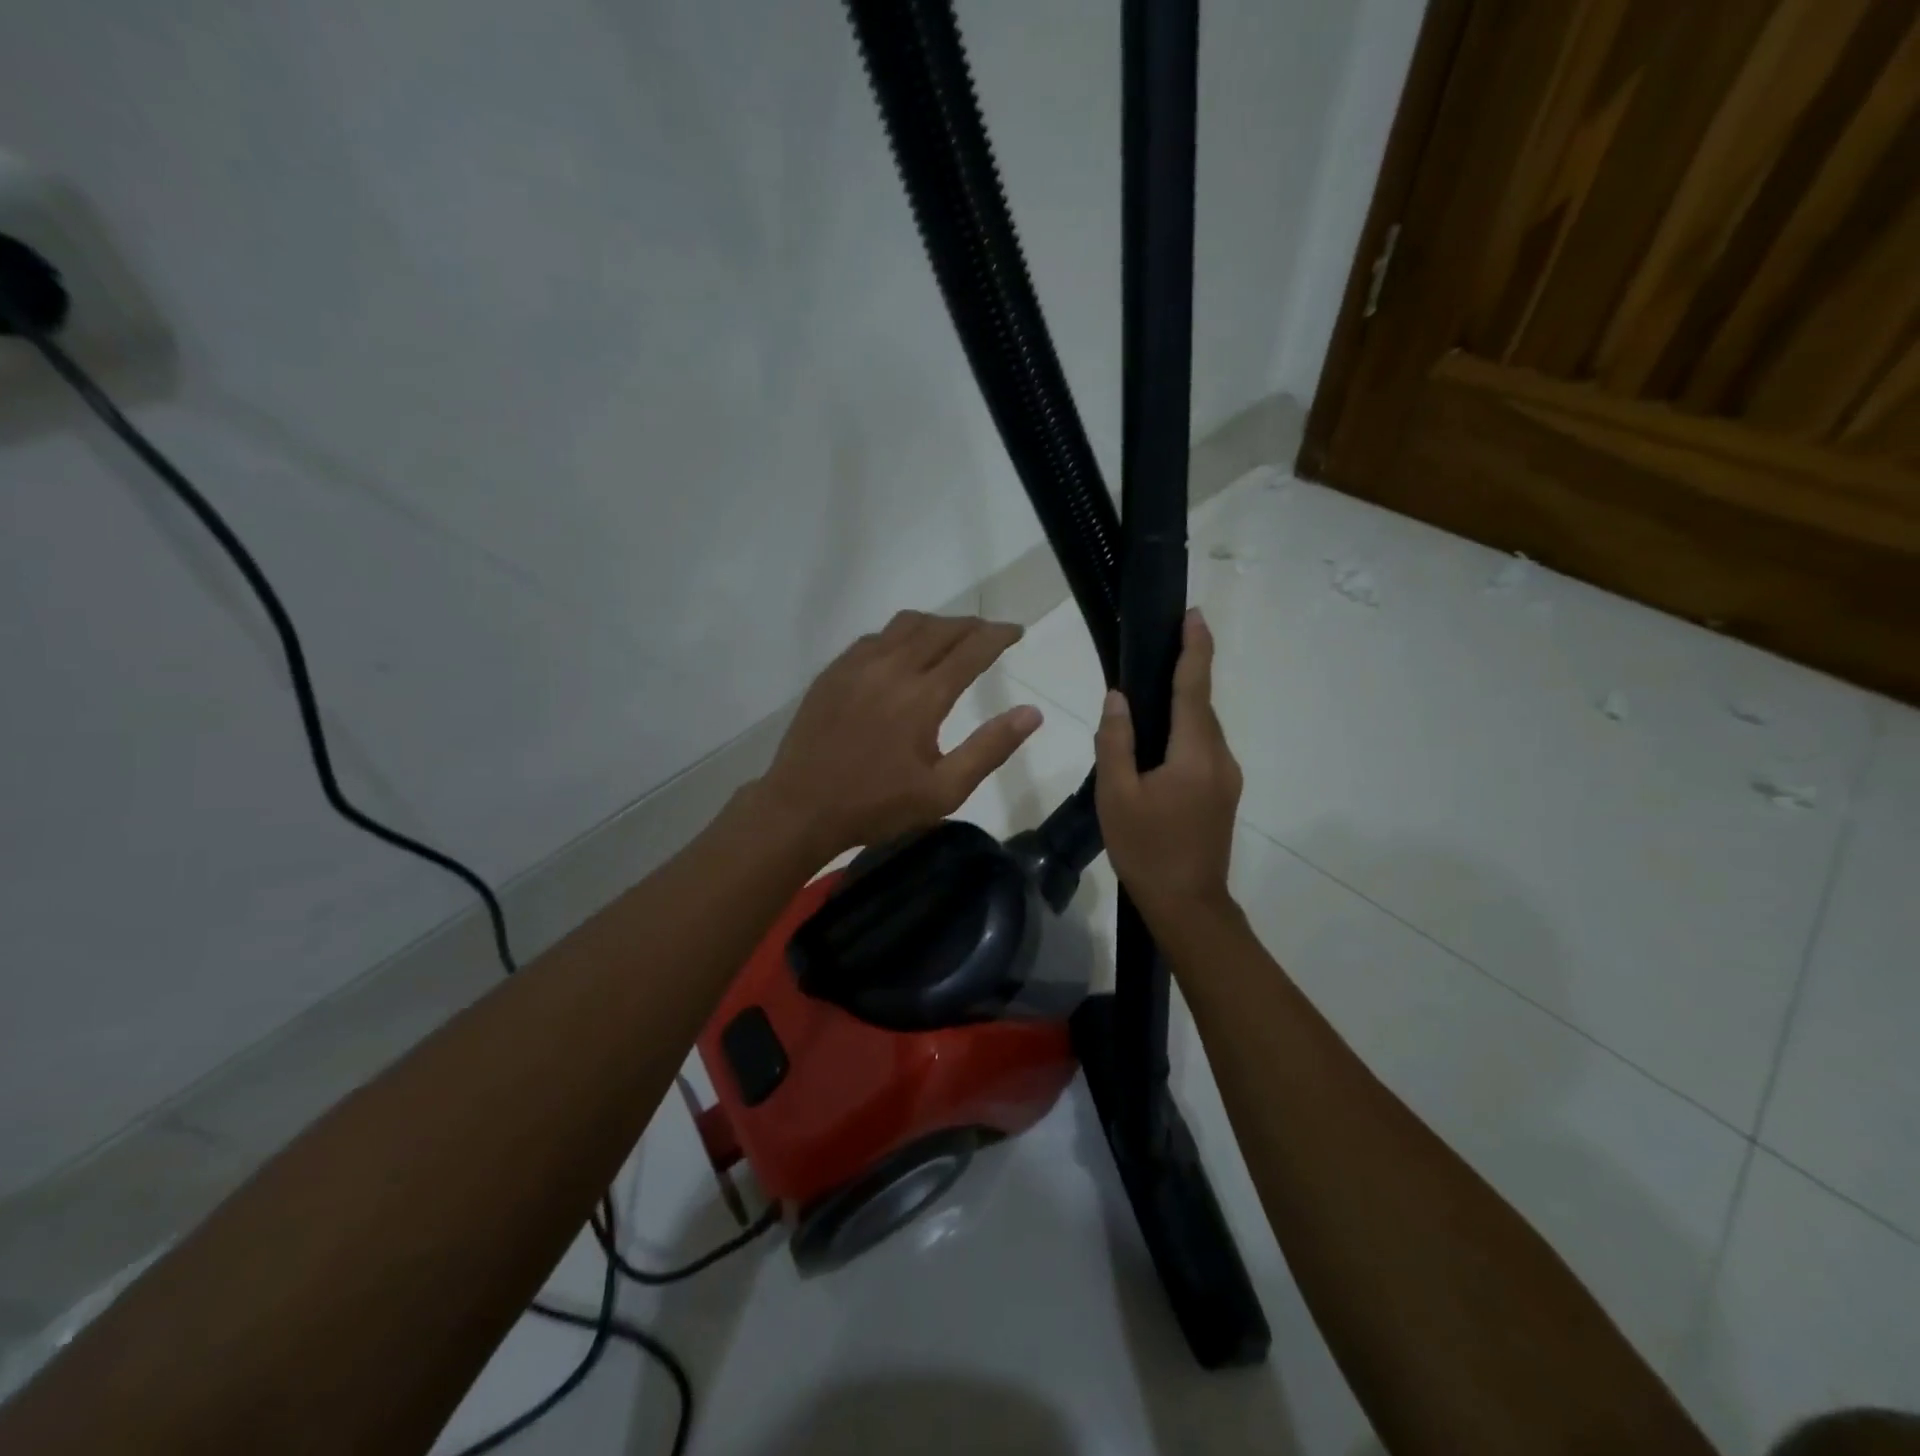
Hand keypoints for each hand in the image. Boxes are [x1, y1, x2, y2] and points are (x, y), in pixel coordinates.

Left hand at [756, 611, 1042, 862]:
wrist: (801, 807)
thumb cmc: (877, 805)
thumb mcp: (944, 791)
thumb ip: (990, 748)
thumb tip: (1032, 713)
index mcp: (923, 696)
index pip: (972, 649)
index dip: (999, 636)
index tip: (1017, 630)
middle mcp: (892, 668)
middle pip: (940, 629)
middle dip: (971, 626)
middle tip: (990, 633)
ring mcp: (857, 666)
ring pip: (905, 625)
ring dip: (936, 624)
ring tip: (952, 637)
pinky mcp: (833, 672)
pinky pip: (874, 637)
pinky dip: (900, 635)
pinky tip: (902, 653)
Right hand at [1095, 608, 1240, 922]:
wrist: (1187, 904)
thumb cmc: (1146, 849)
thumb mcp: (1116, 795)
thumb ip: (1115, 742)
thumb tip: (1118, 698)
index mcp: (1194, 754)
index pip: (1195, 688)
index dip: (1195, 649)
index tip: (1193, 615)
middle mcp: (1219, 758)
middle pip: (1200, 706)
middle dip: (1185, 673)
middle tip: (1154, 652)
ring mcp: (1227, 777)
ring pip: (1202, 729)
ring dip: (1181, 708)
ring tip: (1146, 701)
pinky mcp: (1224, 793)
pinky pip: (1203, 749)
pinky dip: (1183, 734)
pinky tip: (1157, 746)